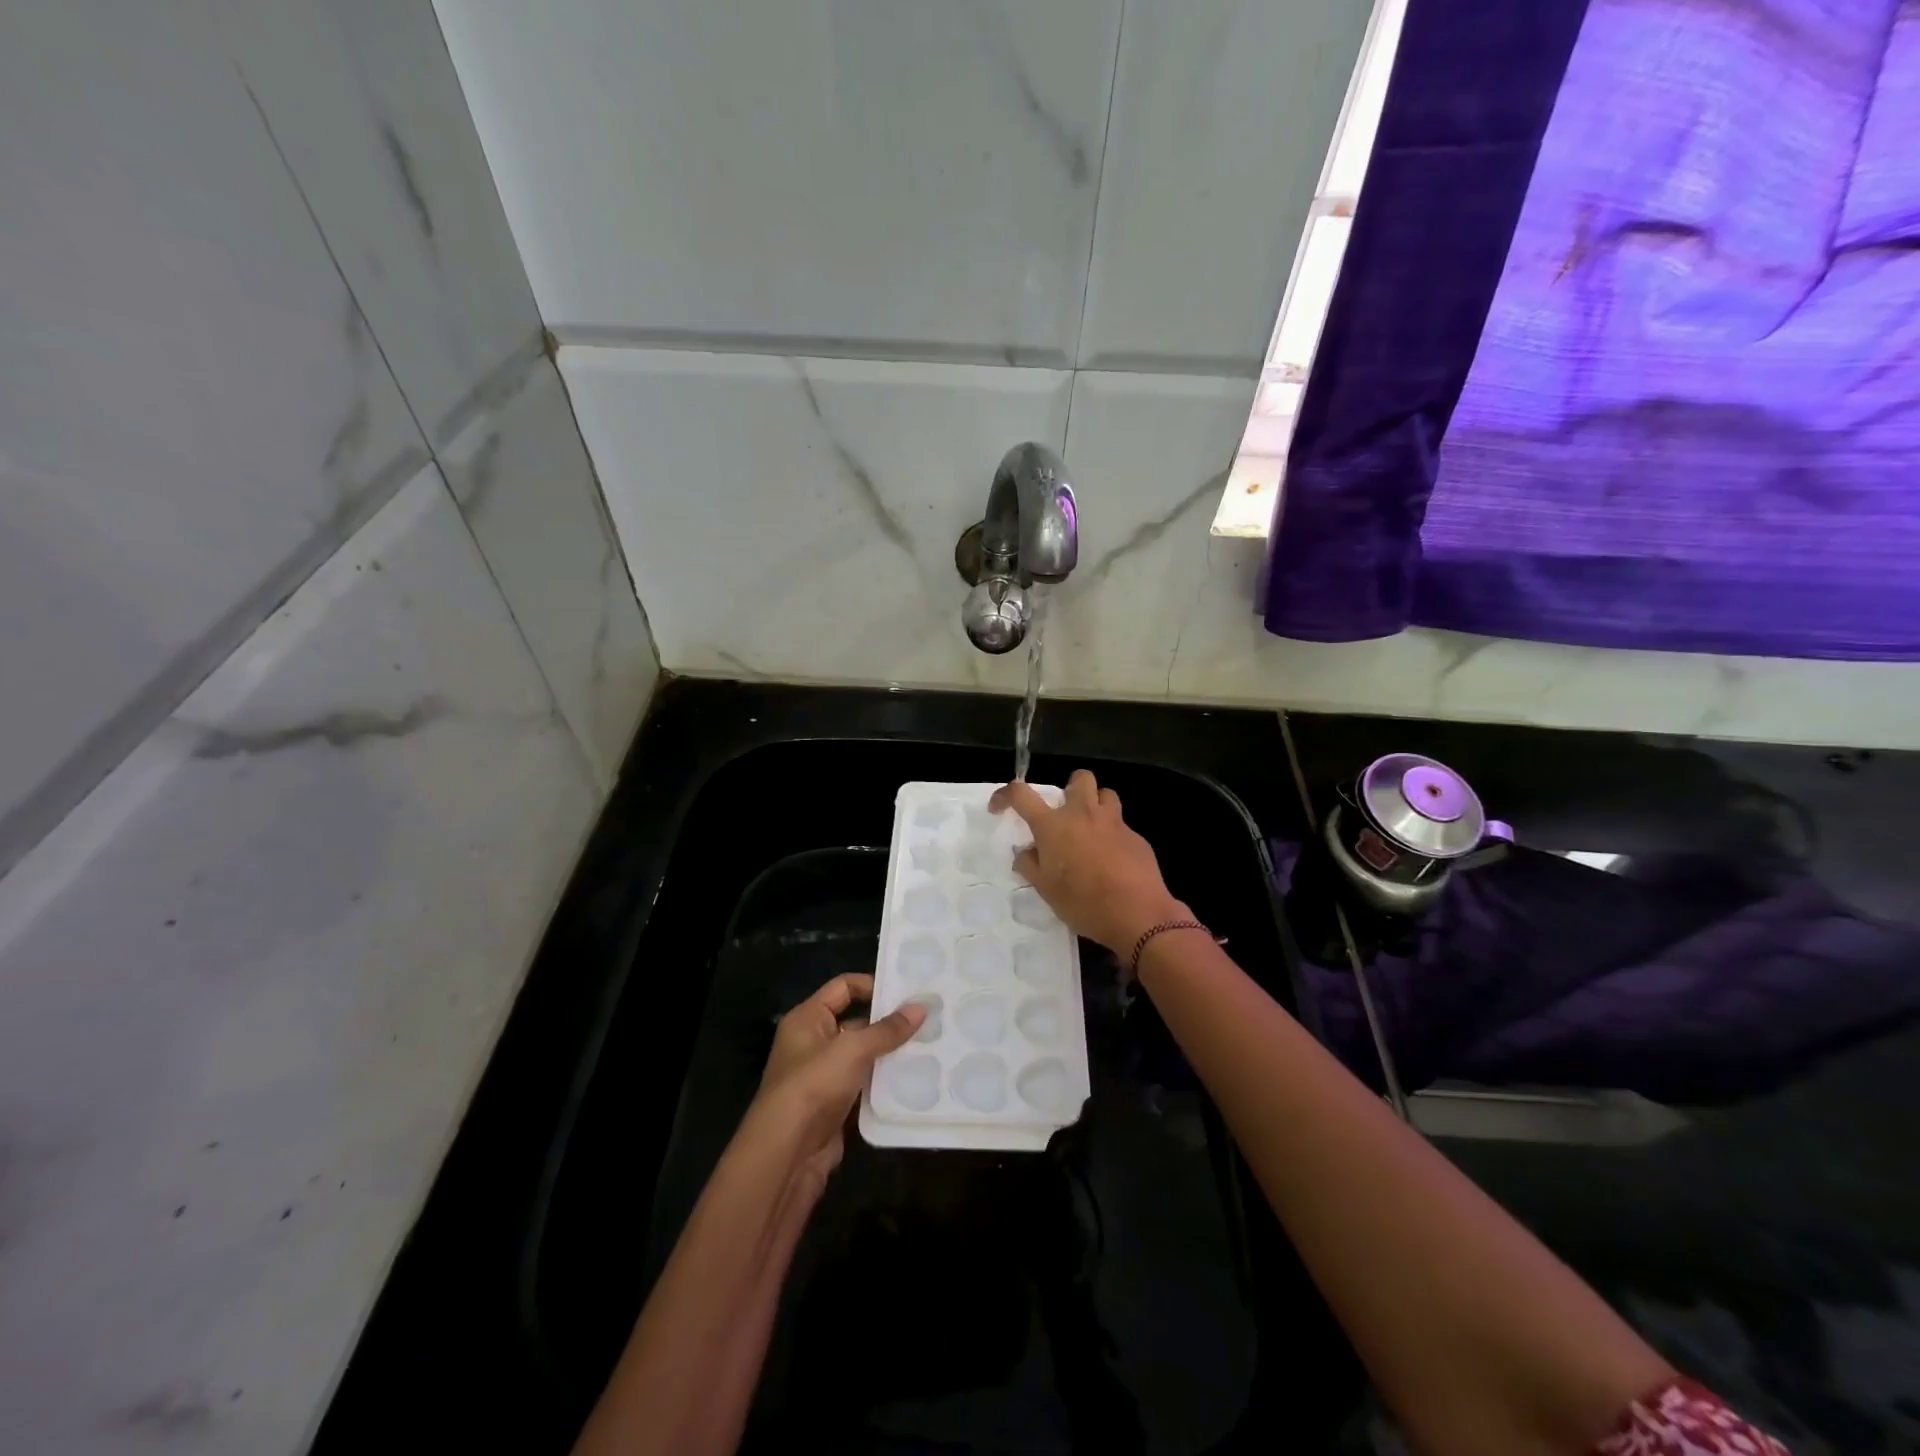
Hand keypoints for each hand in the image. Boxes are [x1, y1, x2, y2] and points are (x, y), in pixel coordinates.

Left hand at [746, 974, 924, 1195]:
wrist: (787, 1154)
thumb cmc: (814, 1085)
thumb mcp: (852, 1049)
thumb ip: (887, 1029)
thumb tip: (921, 1007)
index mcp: (808, 1018)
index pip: (843, 987)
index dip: (873, 985)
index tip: (908, 991)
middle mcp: (813, 1042)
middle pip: (856, 1021)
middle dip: (889, 1022)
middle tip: (928, 1019)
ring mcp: (824, 1076)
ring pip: (863, 1055)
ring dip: (890, 1053)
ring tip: (930, 1046)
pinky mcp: (835, 1105)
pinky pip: (865, 1085)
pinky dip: (885, 1082)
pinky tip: (915, 1079)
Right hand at [990, 770, 1190, 954]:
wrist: (1137, 914)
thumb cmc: (1083, 903)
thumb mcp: (1046, 890)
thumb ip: (1030, 865)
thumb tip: (1025, 852)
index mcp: (1053, 826)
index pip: (1021, 795)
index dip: (1005, 795)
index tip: (999, 808)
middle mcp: (1083, 814)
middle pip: (1079, 778)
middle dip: (1070, 788)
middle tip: (1065, 814)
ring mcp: (1114, 822)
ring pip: (1106, 794)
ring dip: (1096, 805)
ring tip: (1091, 829)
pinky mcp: (1136, 837)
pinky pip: (1121, 825)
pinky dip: (1113, 835)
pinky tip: (1113, 860)